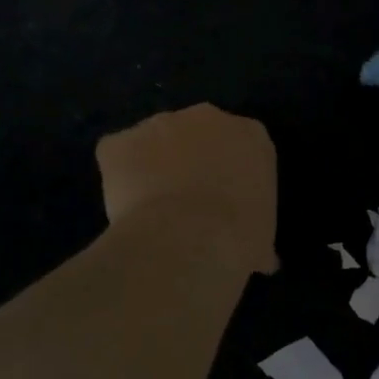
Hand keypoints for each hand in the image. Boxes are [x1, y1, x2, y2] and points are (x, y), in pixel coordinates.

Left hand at [96, 105, 277, 272]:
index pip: (242, 144)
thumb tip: (263, 261)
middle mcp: (208, 117)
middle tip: (188, 201)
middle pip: (196, 133)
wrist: (191, 239)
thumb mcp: (262, 237)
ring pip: (153, 141)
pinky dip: (117, 176)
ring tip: (152, 209)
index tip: (224, 198)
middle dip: (190, 160)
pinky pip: (116, 155)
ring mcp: (159, 124)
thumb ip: (258, 235)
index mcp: (252, 136)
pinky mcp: (119, 142)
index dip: (229, 171)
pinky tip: (124, 208)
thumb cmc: (241, 237)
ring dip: (151, 165)